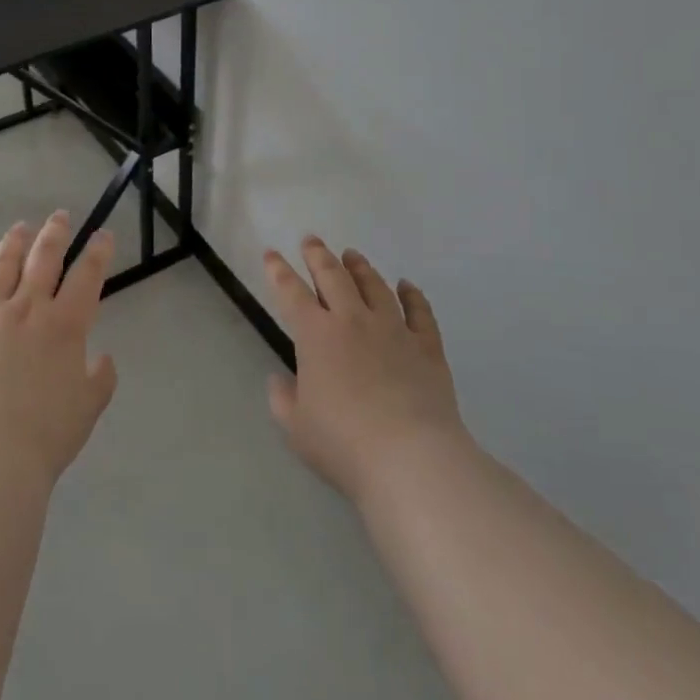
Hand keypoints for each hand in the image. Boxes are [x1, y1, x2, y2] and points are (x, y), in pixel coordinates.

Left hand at [0, 212, 119, 491]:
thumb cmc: (46, 435)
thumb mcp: (89, 408)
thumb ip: (100, 378)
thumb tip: (102, 357)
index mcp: (65, 325)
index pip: (87, 276)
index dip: (98, 251)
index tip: (102, 234)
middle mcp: (27, 310)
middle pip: (43, 259)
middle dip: (55, 233)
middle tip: (59, 216)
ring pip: (1, 267)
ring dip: (12, 243)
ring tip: (20, 228)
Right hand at [264, 236, 472, 507]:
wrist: (411, 459)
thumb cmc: (344, 443)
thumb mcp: (297, 427)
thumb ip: (283, 399)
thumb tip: (280, 380)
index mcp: (316, 336)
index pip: (291, 293)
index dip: (278, 271)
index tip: (271, 253)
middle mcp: (353, 321)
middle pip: (333, 276)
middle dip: (319, 255)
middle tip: (311, 240)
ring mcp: (393, 330)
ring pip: (374, 286)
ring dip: (360, 267)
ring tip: (352, 254)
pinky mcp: (427, 347)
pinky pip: (419, 312)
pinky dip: (412, 295)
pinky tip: (407, 286)